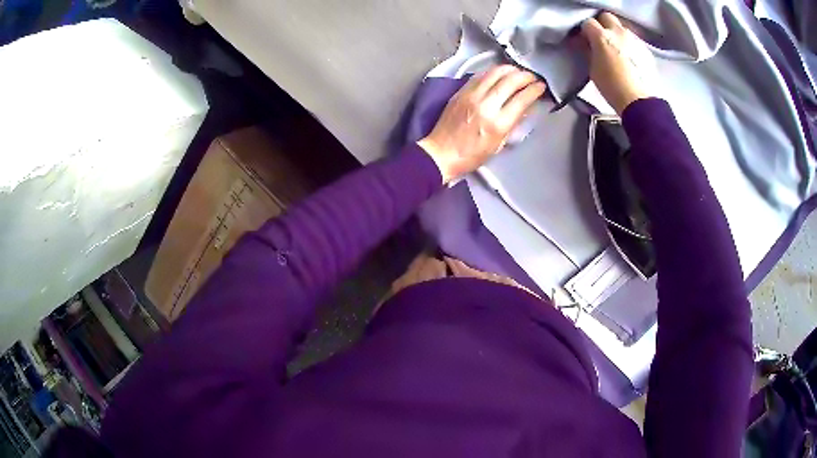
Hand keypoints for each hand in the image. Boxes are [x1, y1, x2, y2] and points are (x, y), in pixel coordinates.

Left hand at [418, 65, 545, 182]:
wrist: (441, 153)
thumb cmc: (471, 155)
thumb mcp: (498, 144)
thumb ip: (513, 124)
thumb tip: (526, 107)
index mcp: (498, 124)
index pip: (522, 99)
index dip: (535, 90)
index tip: (541, 86)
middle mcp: (485, 106)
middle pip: (510, 81)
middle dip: (525, 76)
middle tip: (532, 77)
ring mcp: (471, 96)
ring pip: (494, 73)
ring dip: (510, 69)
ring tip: (518, 71)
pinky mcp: (461, 92)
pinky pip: (480, 76)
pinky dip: (493, 72)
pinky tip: (499, 73)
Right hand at [581, 13, 656, 114]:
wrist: (640, 102)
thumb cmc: (613, 87)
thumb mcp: (593, 69)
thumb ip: (590, 52)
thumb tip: (589, 45)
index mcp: (602, 36)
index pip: (588, 23)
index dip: (585, 31)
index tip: (585, 41)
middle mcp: (619, 32)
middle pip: (607, 17)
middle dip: (602, 25)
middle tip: (601, 40)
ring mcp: (634, 40)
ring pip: (622, 29)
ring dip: (618, 36)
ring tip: (618, 52)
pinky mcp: (646, 50)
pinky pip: (634, 42)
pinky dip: (630, 47)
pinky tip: (630, 61)